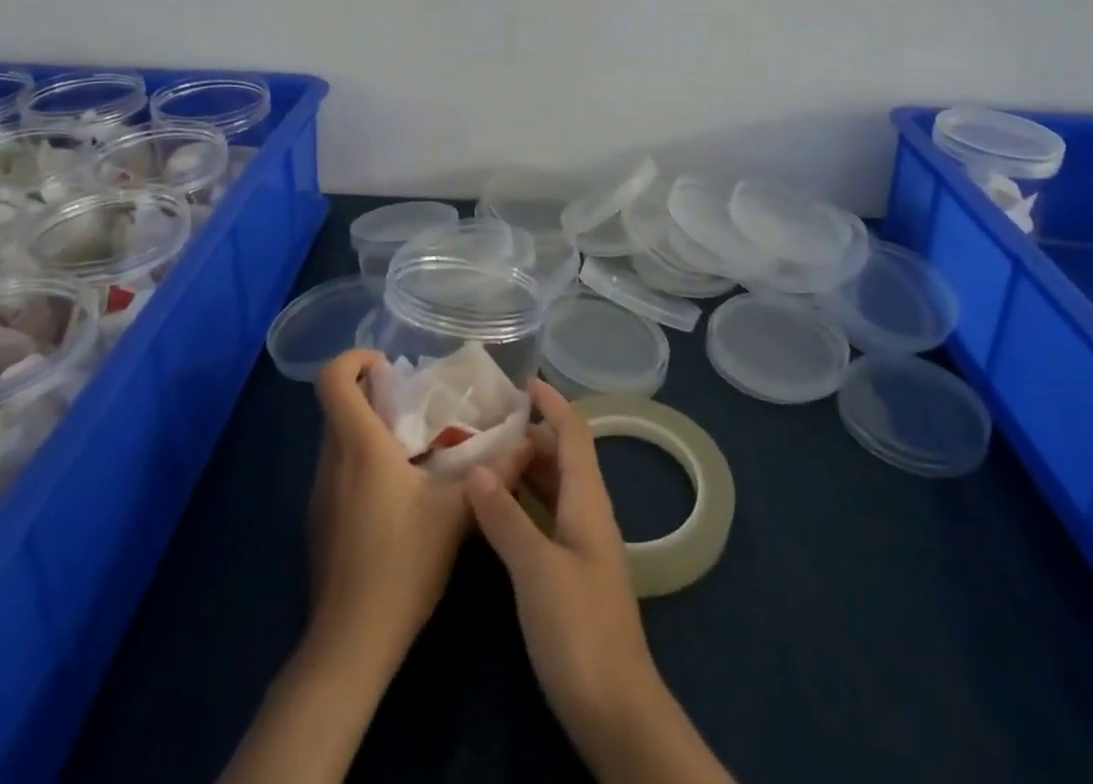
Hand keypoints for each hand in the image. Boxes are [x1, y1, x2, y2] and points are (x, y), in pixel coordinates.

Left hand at [306, 349, 522, 672]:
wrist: (351, 644)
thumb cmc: (402, 565)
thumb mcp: (457, 514)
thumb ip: (495, 473)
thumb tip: (529, 442)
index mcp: (360, 447)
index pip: (332, 381)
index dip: (352, 359)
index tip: (387, 363)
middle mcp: (332, 461)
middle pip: (338, 405)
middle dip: (372, 392)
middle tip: (415, 400)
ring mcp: (321, 493)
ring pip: (338, 437)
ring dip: (369, 426)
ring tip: (415, 441)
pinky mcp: (321, 520)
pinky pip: (338, 468)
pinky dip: (363, 458)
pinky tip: (399, 489)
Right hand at [464, 381, 660, 745]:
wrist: (616, 710)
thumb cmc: (579, 629)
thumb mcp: (536, 569)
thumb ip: (506, 517)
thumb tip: (476, 468)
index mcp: (588, 500)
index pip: (573, 433)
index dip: (552, 403)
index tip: (522, 382)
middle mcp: (588, 513)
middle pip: (561, 457)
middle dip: (529, 432)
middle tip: (483, 421)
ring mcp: (581, 544)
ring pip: (552, 488)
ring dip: (522, 467)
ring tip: (480, 454)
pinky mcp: (570, 573)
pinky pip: (545, 518)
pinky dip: (521, 502)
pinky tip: (492, 509)